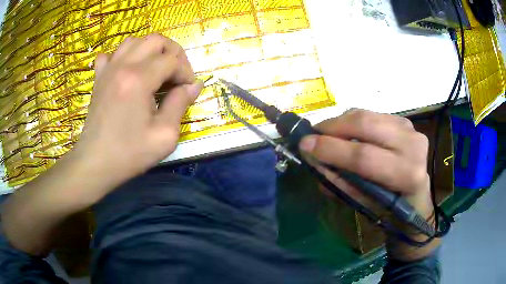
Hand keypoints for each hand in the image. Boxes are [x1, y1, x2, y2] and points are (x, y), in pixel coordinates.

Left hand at [73, 34, 202, 189]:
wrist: (95, 163)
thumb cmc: (129, 153)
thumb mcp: (164, 136)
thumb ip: (180, 104)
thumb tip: (194, 85)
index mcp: (139, 79)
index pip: (172, 60)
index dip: (186, 72)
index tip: (187, 90)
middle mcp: (123, 66)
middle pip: (155, 40)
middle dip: (173, 54)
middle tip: (176, 75)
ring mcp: (108, 70)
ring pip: (134, 41)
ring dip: (150, 51)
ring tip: (155, 69)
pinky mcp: (99, 78)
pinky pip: (110, 55)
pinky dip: (122, 57)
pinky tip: (126, 70)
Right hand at [299, 109, 437, 259]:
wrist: (415, 194)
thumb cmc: (390, 206)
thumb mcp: (364, 203)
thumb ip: (339, 181)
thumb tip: (313, 160)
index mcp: (406, 174)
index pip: (364, 156)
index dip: (332, 150)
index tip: (305, 145)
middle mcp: (412, 145)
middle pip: (366, 125)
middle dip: (333, 127)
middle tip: (313, 134)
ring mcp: (410, 128)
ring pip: (367, 115)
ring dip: (340, 122)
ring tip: (326, 133)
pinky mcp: (404, 120)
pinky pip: (371, 113)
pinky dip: (353, 120)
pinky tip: (346, 131)